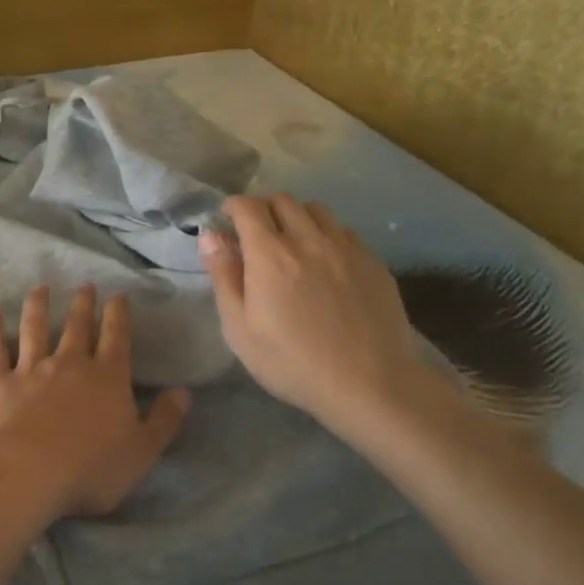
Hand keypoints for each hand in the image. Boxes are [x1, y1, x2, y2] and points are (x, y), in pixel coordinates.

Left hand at [0, 285, 189, 518]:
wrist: (27, 472)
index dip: (119, 315)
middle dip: (83, 305)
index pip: (117, 338)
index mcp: (108, 378)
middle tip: (85, 286)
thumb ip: (165, 421)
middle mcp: (70, 364)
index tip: (118, 295)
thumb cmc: (91, 468)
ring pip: (35, 329)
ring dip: (38, 307)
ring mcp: (31, 369)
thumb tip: (184, 392)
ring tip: (40, 289)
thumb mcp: (142, 452)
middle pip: (77, 327)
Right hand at [198, 195, 446, 448]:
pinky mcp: (373, 262)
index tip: (226, 220)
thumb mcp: (239, 328)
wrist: (370, 384)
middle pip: (283, 200)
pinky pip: (345, 231)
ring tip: (292, 242)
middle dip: (264, 209)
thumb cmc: (292, 362)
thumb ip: (223, 276)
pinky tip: (326, 261)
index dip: (233, 207)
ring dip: (297, 217)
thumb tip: (210, 236)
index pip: (248, 207)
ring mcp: (346, 248)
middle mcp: (309, 239)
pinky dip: (327, 234)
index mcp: (270, 254)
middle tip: (256, 234)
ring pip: (317, 210)